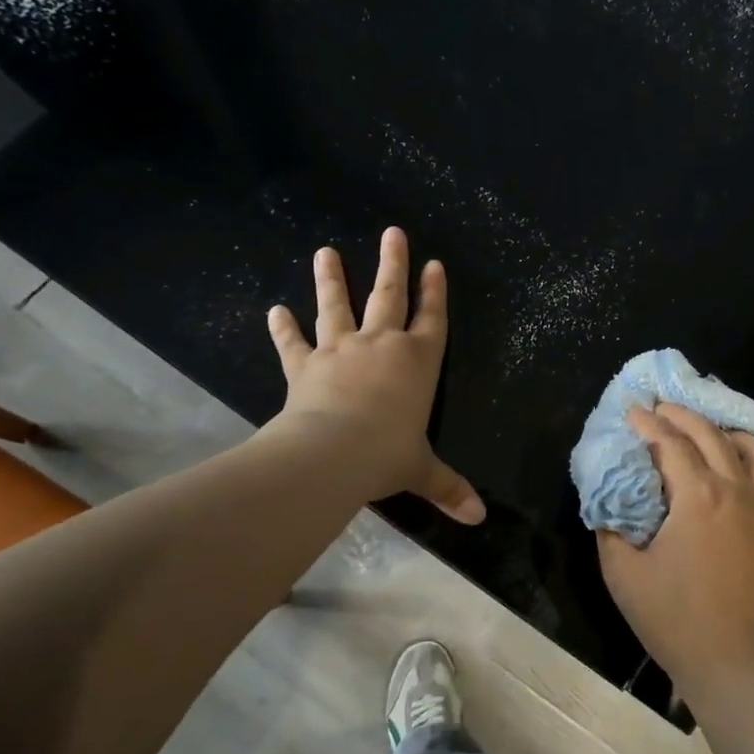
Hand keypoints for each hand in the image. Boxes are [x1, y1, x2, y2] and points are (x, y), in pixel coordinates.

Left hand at [259, 226, 484, 524]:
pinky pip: (294, 343)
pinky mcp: (306, 366)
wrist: (332, 453)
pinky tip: (274, 310)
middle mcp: (382, 345)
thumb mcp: (423, 472)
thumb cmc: (388, 454)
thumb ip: (449, 489)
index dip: (435, 292)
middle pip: (389, 295)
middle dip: (393, 264)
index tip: (434, 264)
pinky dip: (284, 328)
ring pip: (338, 306)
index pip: (432, 319)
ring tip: (326, 252)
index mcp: (419, 362)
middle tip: (393, 232)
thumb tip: (479, 520)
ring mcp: (341, 351)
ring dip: (332, 279)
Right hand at [596, 402, 753, 702]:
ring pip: (752, 448)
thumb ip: (611, 528)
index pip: (670, 443)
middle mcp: (736, 489)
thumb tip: (610, 499)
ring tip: (705, 430)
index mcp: (697, 496)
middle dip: (682, 415)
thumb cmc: (674, 619)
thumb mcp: (623, 574)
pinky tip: (742, 466)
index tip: (631, 410)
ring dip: (724, 430)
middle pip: (710, 434)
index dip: (648, 423)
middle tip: (661, 408)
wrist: (735, 662)